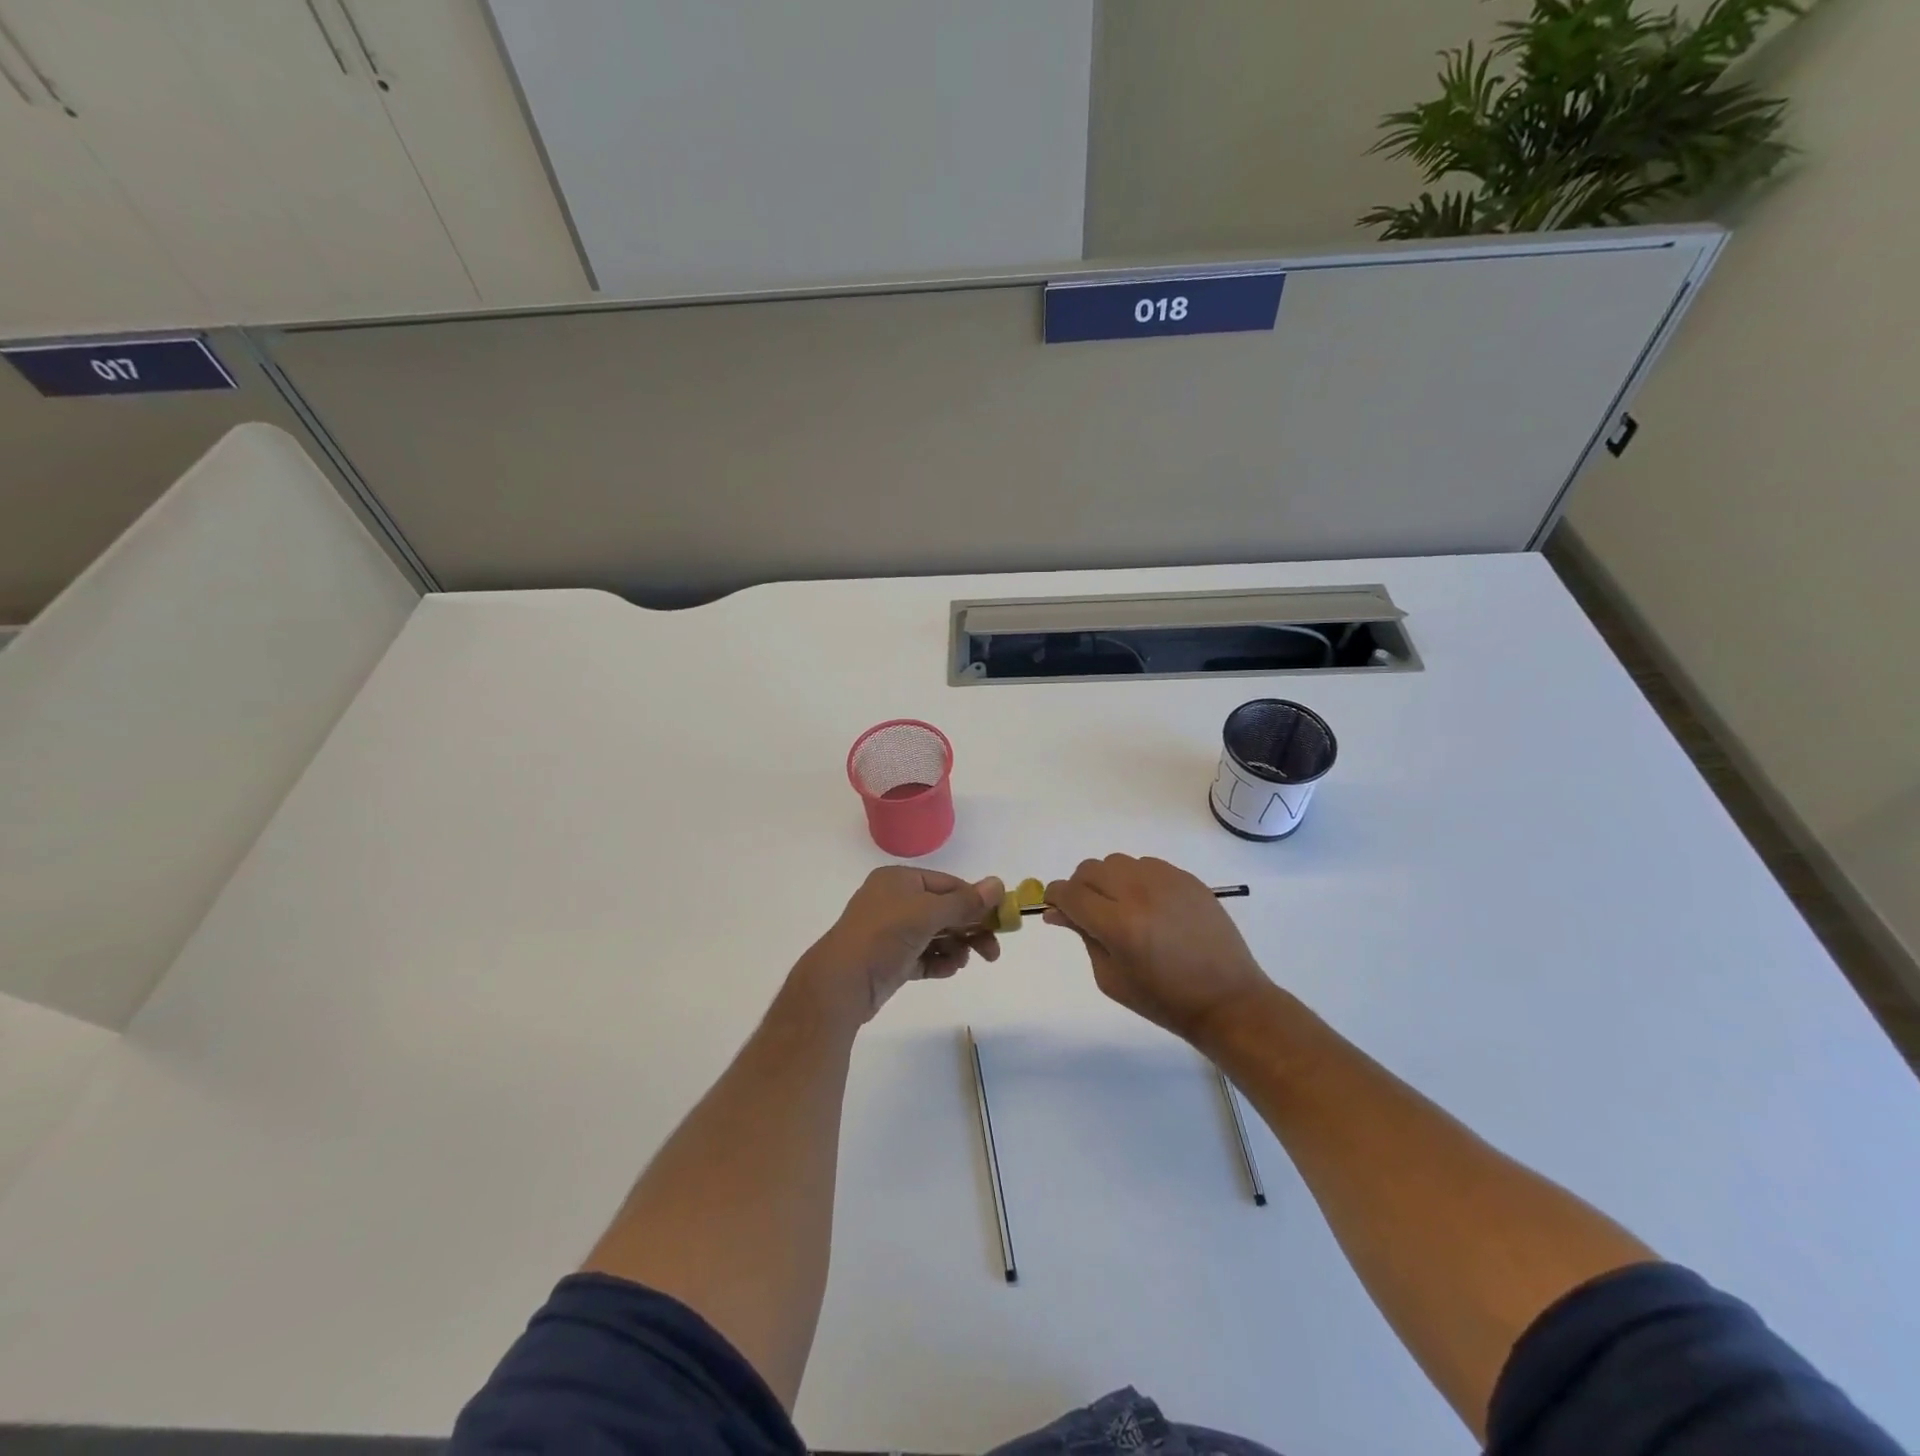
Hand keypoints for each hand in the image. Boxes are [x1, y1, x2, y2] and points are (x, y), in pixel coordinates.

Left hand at [791, 868, 1002, 1028]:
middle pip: (945, 911)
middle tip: (993, 951)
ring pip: (936, 935)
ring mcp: (892, 932)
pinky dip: (939, 961)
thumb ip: (965, 902)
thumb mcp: (927, 914)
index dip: (975, 901)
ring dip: (955, 947)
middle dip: (970, 929)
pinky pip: (924, 956)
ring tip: (962, 961)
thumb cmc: (884, 936)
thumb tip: (998, 884)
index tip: (1001, 920)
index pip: (948, 884)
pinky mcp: (891, 960)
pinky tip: (949, 969)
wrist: (841, 984)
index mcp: (899, 880)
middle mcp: (895, 901)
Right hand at [1044, 855, 1271, 1048]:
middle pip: (1090, 870)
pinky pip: (1146, 865)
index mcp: (1119, 925)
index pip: (1070, 893)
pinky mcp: (1187, 878)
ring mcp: (1166, 881)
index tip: (1054, 907)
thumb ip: (1083, 937)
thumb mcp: (1111, 978)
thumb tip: (1057, 912)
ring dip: (1108, 881)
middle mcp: (1140, 893)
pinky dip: (1135, 879)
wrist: (1227, 999)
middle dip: (1079, 888)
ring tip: (1120, 907)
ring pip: (1117, 862)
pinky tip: (1147, 905)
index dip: (1055, 897)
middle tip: (1087, 912)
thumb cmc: (1163, 1000)